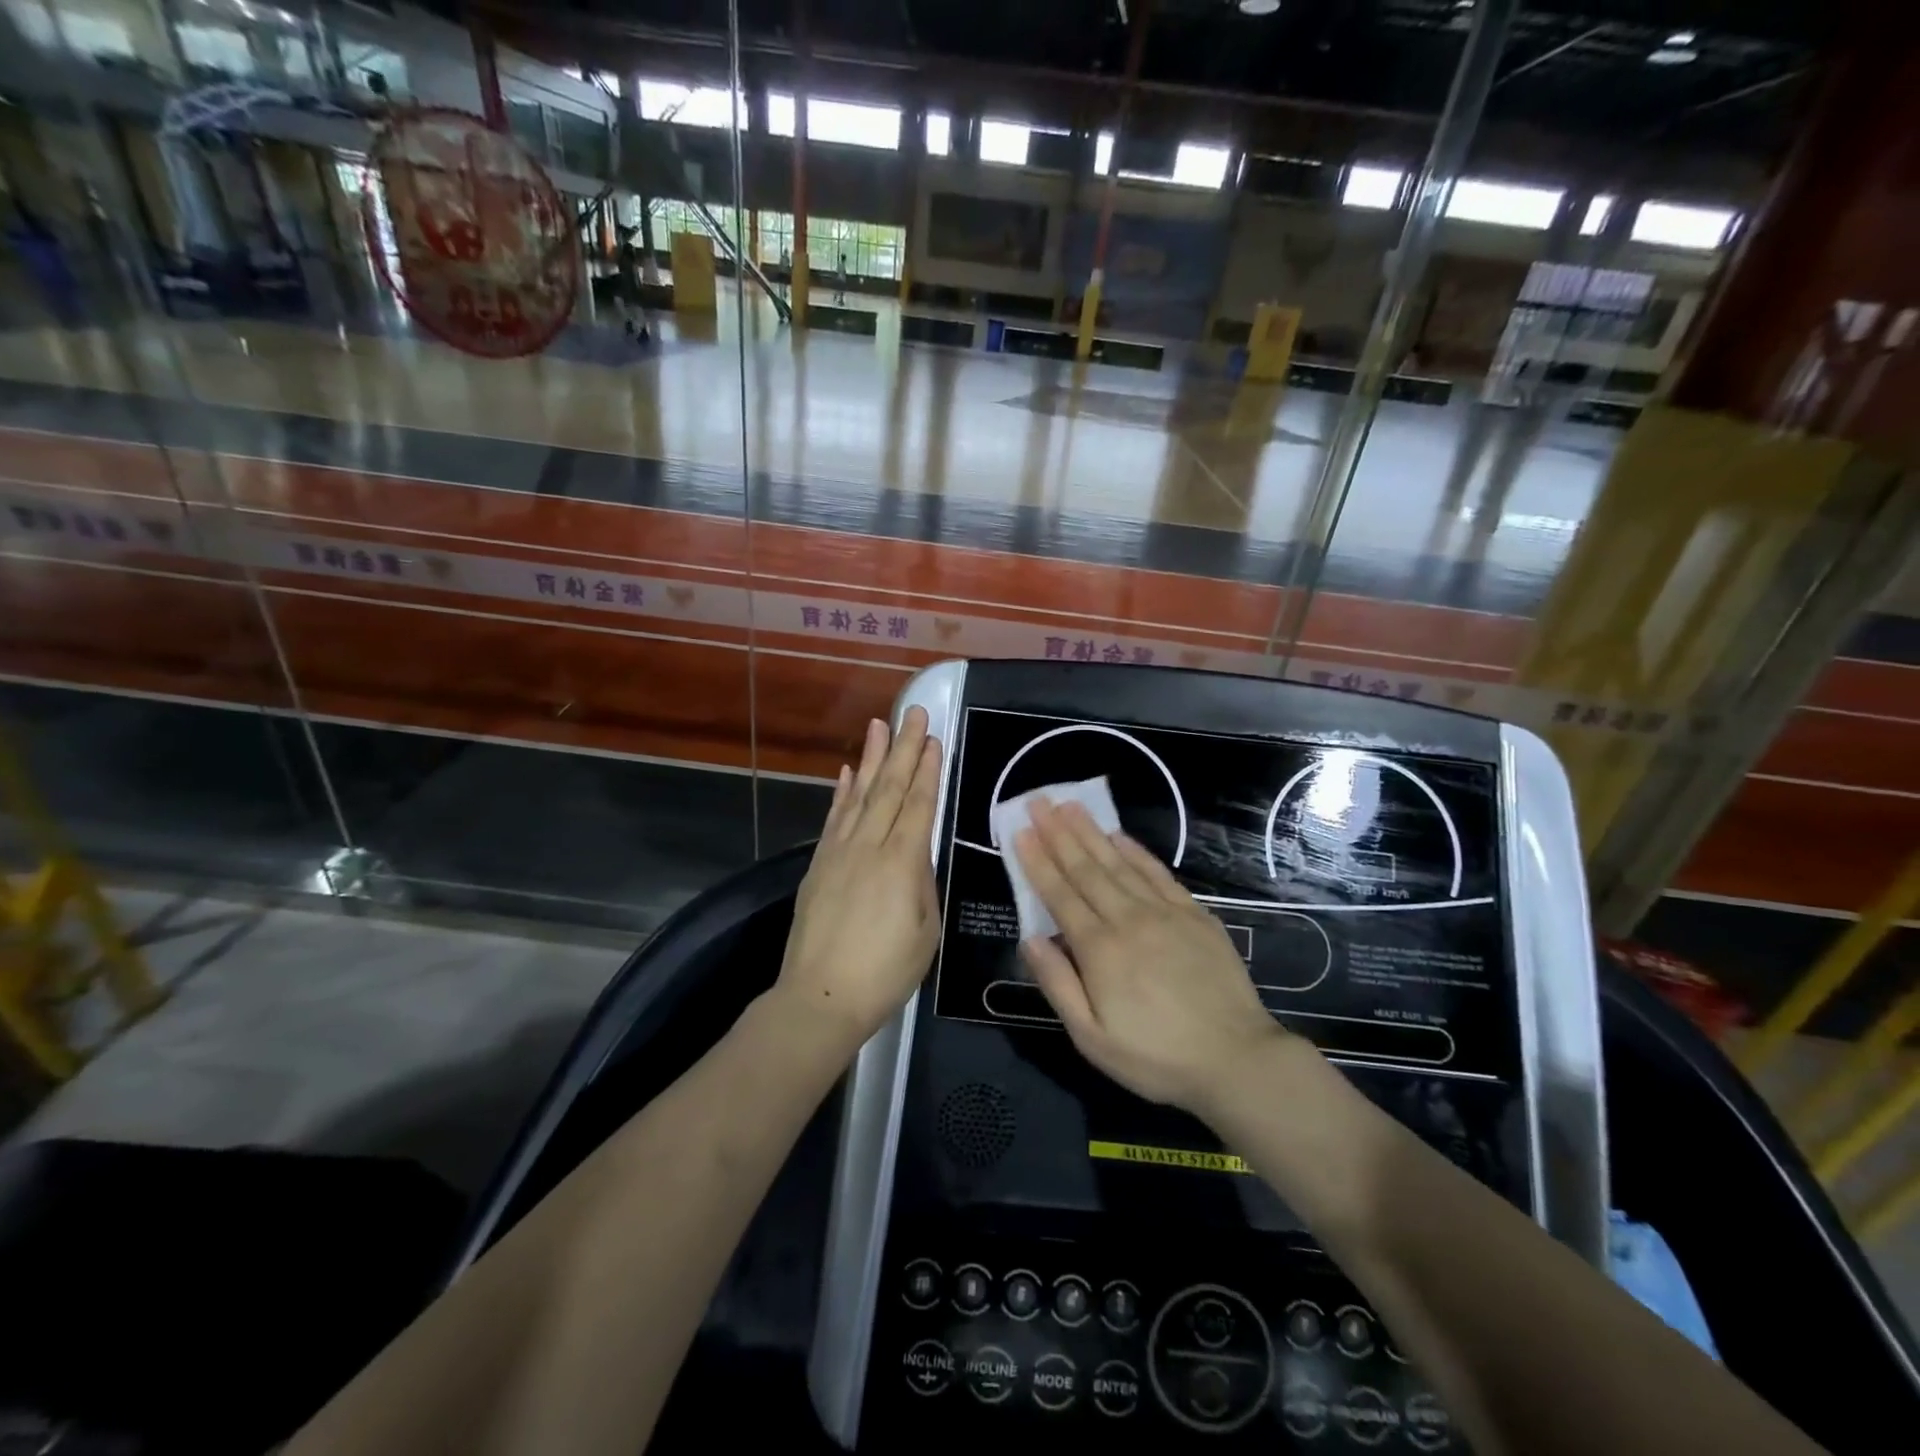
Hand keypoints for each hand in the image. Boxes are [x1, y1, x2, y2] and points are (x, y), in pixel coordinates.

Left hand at [776, 707, 942, 1050]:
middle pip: (888, 788)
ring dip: (870, 758)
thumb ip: (922, 884)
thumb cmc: (885, 972)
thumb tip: (916, 856)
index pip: (918, 804)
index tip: (932, 738)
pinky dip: (841, 792)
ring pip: (858, 795)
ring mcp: (839, 852)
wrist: (820, 998)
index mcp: (902, 863)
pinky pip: (833, 818)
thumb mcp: (925, 932)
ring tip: (878, 725)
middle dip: (902, 748)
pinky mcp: (818, 865)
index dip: (926, 769)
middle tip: (911, 712)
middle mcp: (869, 847)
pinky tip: (845, 772)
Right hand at [1014, 798, 1290, 1117]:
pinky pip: (1157, 873)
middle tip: (1038, 801)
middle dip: (1058, 833)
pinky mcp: (1194, 914)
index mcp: (1099, 950)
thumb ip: (1058, 985)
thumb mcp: (1092, 1039)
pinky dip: (1135, 851)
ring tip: (1070, 805)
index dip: (1038, 861)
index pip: (1060, 894)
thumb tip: (1029, 939)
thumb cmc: (1156, 1057)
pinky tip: (1119, 835)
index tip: (1021, 831)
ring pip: (1118, 863)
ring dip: (1091, 832)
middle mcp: (1128, 919)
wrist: (1237, 1059)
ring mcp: (1164, 912)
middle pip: (1086, 868)